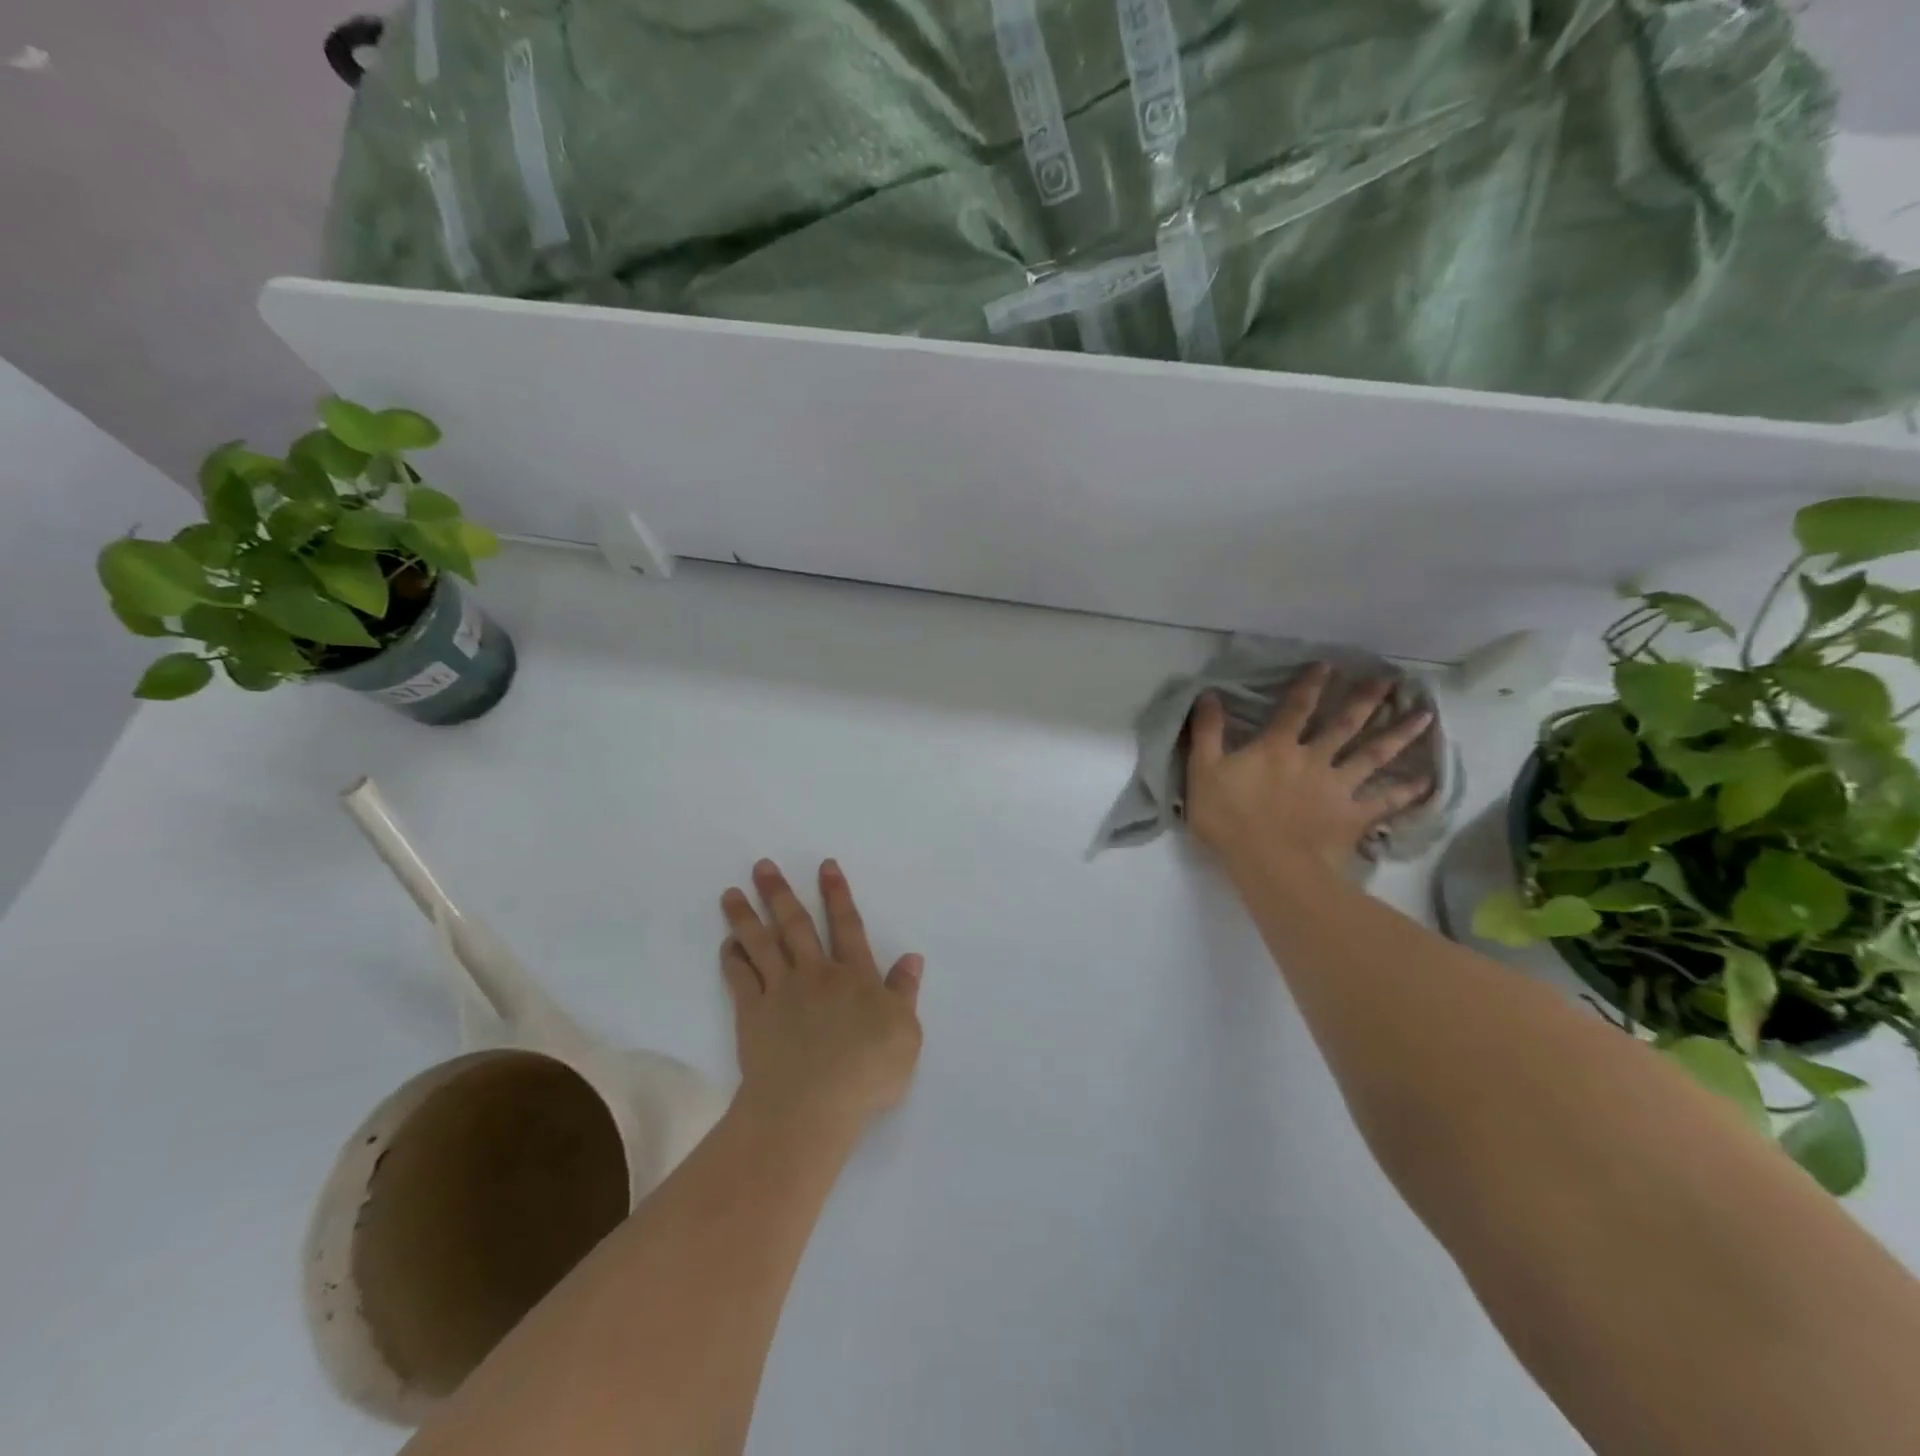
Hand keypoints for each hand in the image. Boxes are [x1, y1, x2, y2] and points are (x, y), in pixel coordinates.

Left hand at [720, 859, 923, 1139]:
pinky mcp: (753, 1015)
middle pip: (797, 926)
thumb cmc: (866, 1072)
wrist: (811, 1105)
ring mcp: (782, 992)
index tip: (825, 866)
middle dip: (780, 893)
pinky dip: (733, 958)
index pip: (848, 927)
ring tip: (730, 892)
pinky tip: (727, 943)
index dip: (838, 895)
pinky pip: (740, 979)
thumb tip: (912, 957)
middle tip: (762, 866)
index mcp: (856, 977)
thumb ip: (905, 992)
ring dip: (746, 916)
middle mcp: (817, 974)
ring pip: (762, 945)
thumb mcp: (905, 1034)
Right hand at [1185, 663, 1433, 876]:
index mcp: (1276, 747)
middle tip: (1390, 680)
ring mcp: (1337, 788)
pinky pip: (1385, 802)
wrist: (1269, 864)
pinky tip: (1427, 782)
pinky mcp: (1353, 817)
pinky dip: (1406, 792)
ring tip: (1424, 716)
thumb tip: (1209, 694)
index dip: (1310, 685)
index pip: (1295, 708)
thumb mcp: (1203, 770)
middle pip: (1344, 725)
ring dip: (1398, 734)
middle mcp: (1313, 759)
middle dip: (1365, 700)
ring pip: (1373, 756)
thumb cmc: (1229, 817)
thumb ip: (1207, 732)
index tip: (1328, 665)